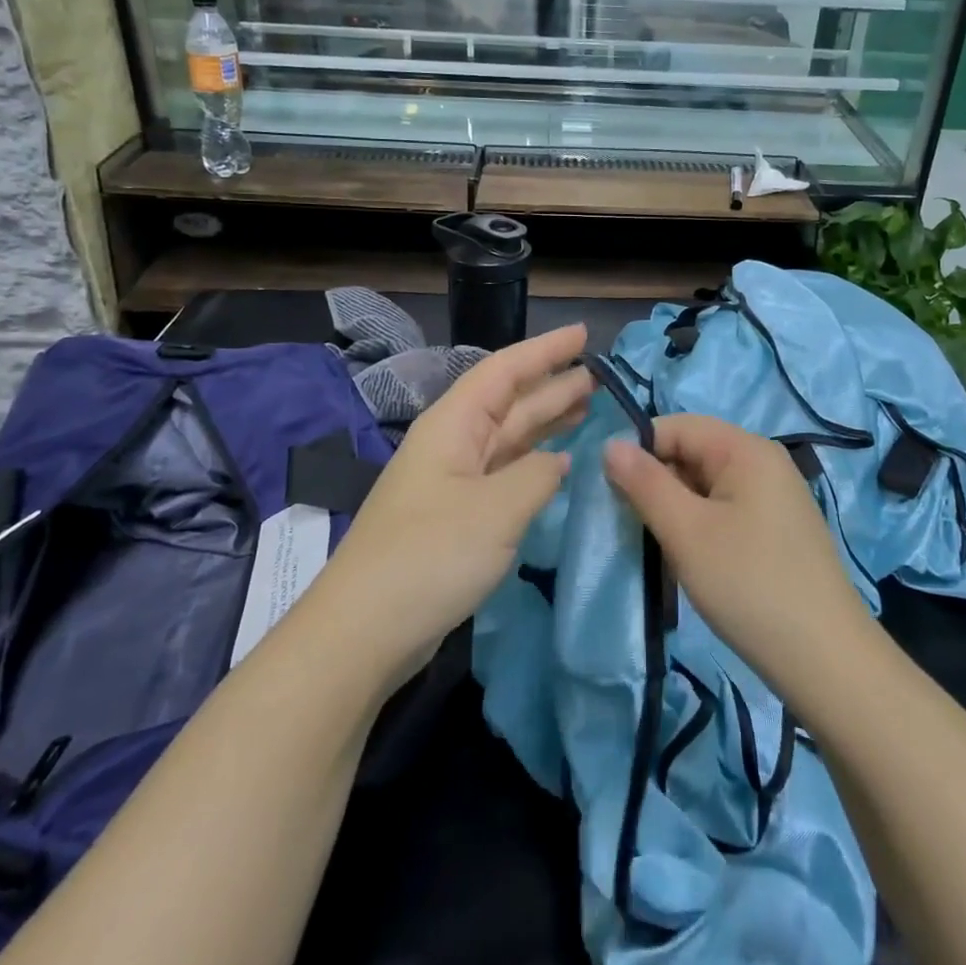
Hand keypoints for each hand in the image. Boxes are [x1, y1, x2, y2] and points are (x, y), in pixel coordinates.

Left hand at [310, 323, 592, 688]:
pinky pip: (504, 473)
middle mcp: (452, 444)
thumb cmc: (432, 554)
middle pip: (508, 401)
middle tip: (600, 375)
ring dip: (546, 421)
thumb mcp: (497, 508)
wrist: (365, 629)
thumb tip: (557, 461)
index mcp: (453, 425)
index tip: (584, 335)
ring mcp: (452, 482)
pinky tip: (559, 463)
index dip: (545, 350)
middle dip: (552, 384)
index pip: (505, 370)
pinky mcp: (456, 516)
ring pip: (508, 437)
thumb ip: (538, 474)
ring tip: (588, 405)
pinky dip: (534, 463)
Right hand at [604, 415, 874, 710]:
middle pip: (692, 453)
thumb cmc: (749, 585)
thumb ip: (645, 483)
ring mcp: (774, 497)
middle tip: (632, 524)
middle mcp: (764, 462)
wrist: (826, 660)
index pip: (677, 426)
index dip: (640, 450)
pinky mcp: (776, 529)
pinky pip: (724, 509)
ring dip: (675, 509)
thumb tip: (610, 445)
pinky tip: (690, 560)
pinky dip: (699, 526)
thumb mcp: (687, 532)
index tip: (611, 491)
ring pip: (705, 485)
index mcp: (746, 449)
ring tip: (659, 546)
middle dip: (657, 482)